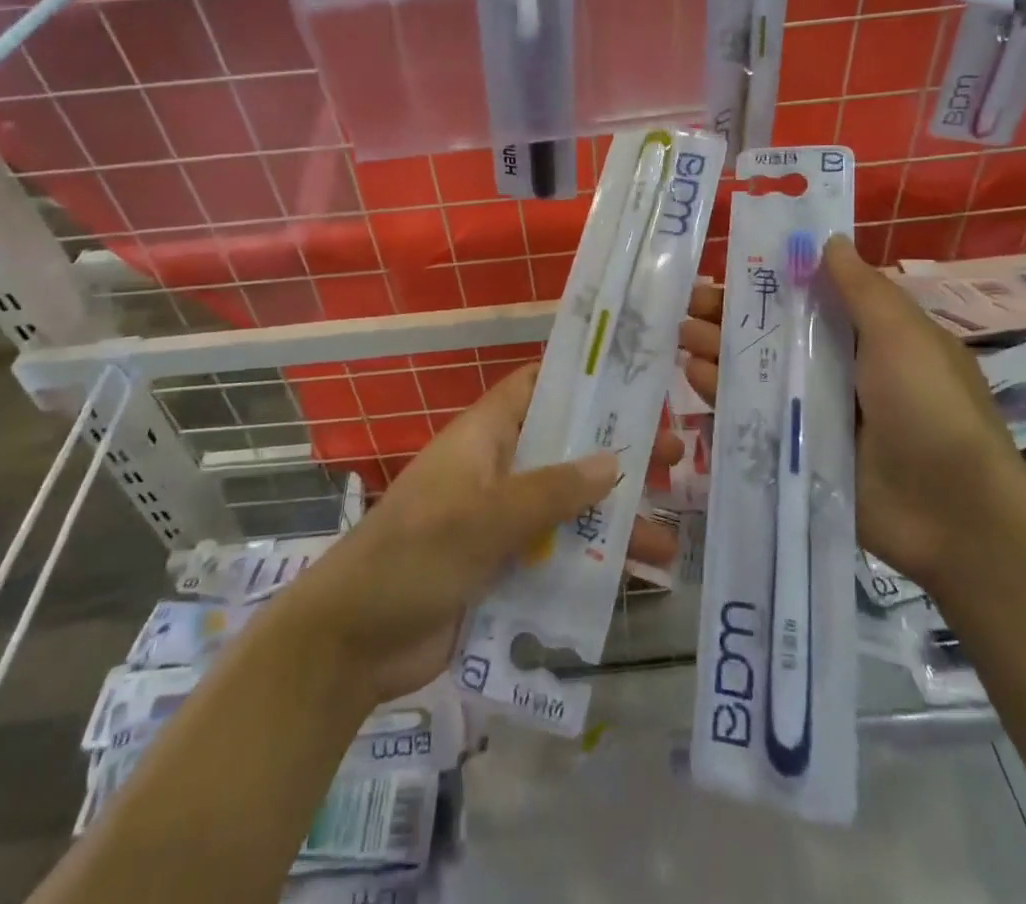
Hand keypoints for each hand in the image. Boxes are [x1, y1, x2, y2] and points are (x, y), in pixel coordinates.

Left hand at [275, 365, 682, 705]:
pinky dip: (589, 566)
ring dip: (610, 522)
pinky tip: (633, 583)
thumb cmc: (413, 557)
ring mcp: (498, 523)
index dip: (580, 380)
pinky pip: (554, 558)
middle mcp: (496, 471)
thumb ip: (550, 491)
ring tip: (667, 538)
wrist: (352, 645)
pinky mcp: (501, 571)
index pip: (536, 389)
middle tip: (674, 459)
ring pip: (565, 511)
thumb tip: (612, 460)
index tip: (633, 380)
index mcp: (484, 438)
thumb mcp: (484, 517)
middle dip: (614, 457)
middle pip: (564, 452)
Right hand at [679, 241, 1025, 591]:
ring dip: (721, 349)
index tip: (728, 266)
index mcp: (870, 336)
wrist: (954, 516)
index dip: (769, 279)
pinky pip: (755, 415)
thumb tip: (829, 240)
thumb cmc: (931, 408)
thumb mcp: (902, 336)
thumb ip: (861, 289)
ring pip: (760, 371)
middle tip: (688, 302)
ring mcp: (818, 412)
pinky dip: (725, 393)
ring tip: (683, 333)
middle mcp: (841, 369)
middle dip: (732, 314)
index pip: (810, 297)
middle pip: (776, 332)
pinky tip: (696, 375)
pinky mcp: (799, 450)